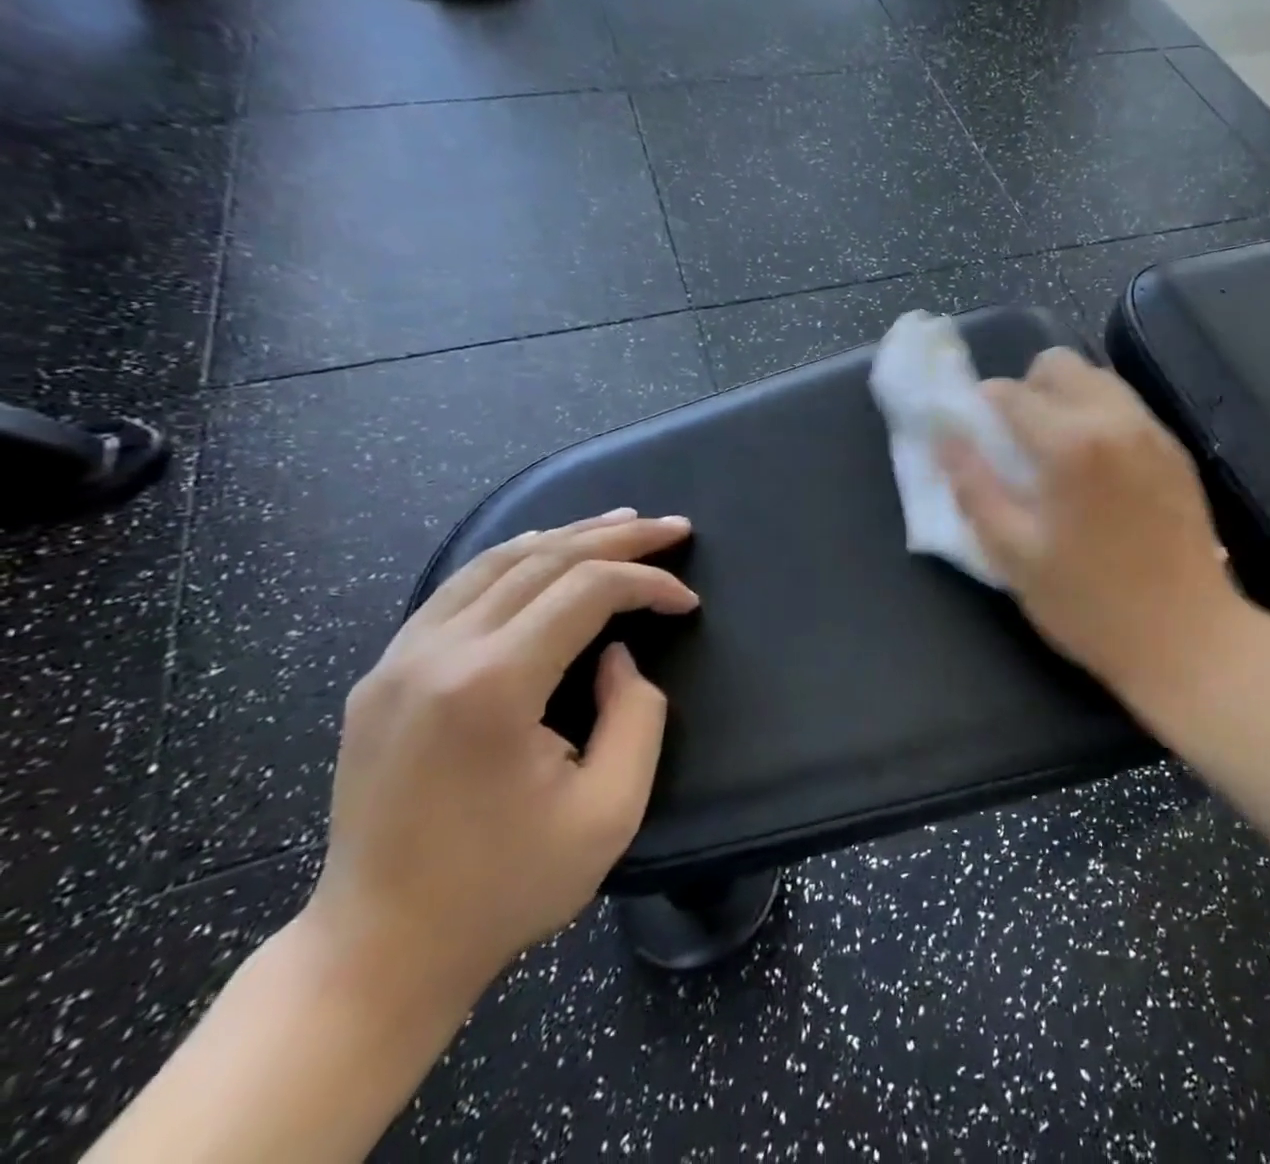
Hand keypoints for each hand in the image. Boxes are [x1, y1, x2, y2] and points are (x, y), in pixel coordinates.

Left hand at [304, 510, 698, 1004]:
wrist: (378, 951)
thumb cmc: (506, 886)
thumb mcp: (610, 809)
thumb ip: (637, 715)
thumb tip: (617, 657)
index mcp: (491, 688)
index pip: (586, 591)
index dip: (648, 582)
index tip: (688, 602)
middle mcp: (437, 654)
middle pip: (544, 560)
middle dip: (619, 538)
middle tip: (675, 527)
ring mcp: (399, 660)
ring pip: (496, 561)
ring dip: (568, 535)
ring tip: (622, 522)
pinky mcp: (383, 674)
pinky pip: (458, 589)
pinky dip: (515, 558)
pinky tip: (545, 550)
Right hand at [939, 348, 1251, 724]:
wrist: (1189, 639)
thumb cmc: (1090, 604)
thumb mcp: (1014, 554)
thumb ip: (974, 488)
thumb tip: (945, 439)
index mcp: (1070, 442)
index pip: (1010, 392)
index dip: (982, 407)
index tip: (975, 436)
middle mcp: (1116, 419)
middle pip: (1059, 365)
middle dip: (1027, 389)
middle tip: (1016, 442)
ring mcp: (1153, 431)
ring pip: (1098, 379)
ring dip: (1066, 399)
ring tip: (1056, 454)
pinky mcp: (1176, 451)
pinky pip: (1127, 408)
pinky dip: (1100, 417)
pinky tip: (1096, 470)